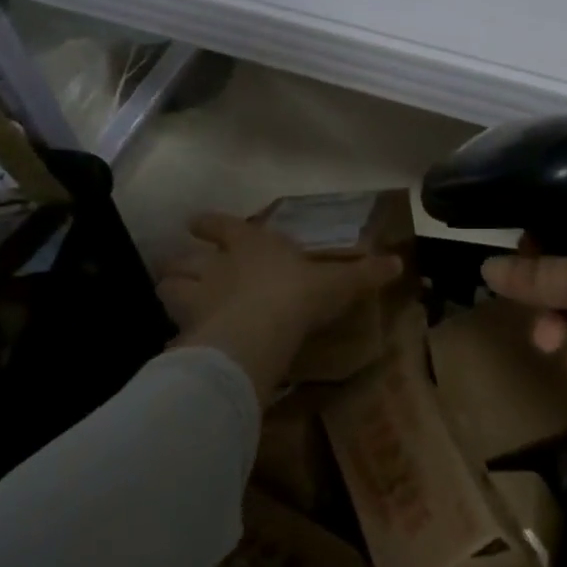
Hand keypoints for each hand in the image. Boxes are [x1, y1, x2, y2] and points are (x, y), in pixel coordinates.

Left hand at [157, 213, 401, 398]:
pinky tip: (185, 343)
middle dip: (180, 262)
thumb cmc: (299, 294)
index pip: (221, 226)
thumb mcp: (339, 283)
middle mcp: (216, 266)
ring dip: (171, 292)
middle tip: (182, 269)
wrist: (262, 330)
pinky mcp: (188, 331)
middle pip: (183, 259)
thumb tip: (398, 263)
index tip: (195, 222)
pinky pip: (175, 331)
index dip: (209, 224)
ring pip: (168, 288)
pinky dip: (178, 334)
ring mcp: (196, 298)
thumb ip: (364, 274)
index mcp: (250, 244)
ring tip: (177, 301)